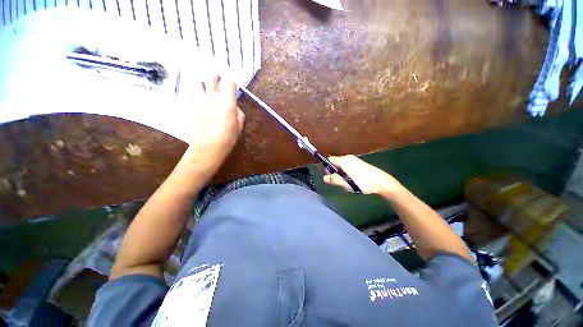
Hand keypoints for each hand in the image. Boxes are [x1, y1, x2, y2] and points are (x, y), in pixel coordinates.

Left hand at [180, 76, 244, 174]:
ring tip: (206, 89)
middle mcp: (213, 97)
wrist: (209, 146)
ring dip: (203, 83)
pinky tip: (198, 100)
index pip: (229, 82)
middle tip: (218, 83)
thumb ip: (238, 112)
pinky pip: (191, 93)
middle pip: (211, 77)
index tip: (231, 85)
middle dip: (215, 78)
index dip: (231, 82)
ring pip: (198, 82)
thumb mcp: (239, 126)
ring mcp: (200, 101)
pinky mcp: (190, 106)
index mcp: (227, 102)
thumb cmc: (228, 138)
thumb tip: (234, 106)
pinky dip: (195, 93)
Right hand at [323, 155, 402, 196]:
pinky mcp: (359, 163)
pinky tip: (353, 180)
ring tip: (346, 182)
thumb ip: (334, 180)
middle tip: (338, 181)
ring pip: (342, 165)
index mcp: (343, 160)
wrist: (381, 181)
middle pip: (335, 162)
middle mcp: (348, 157)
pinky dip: (346, 172)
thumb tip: (324, 178)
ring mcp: (355, 160)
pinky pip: (348, 166)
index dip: (327, 168)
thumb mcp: (346, 183)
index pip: (329, 160)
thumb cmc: (362, 182)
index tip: (330, 176)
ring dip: (340, 173)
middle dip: (334, 171)